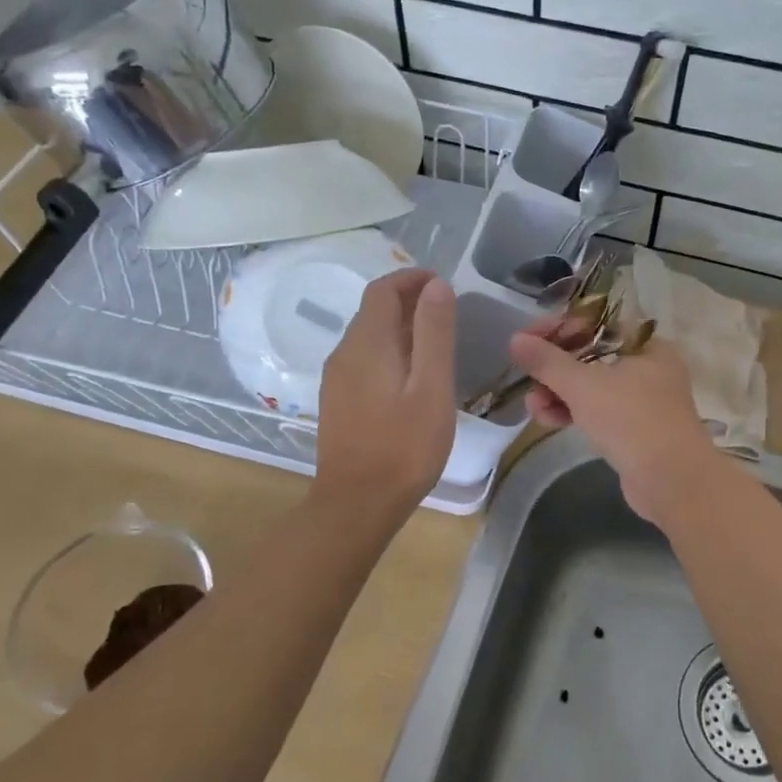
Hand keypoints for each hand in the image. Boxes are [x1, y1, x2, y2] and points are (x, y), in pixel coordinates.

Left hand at [316, 269, 456, 516]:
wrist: (357, 503)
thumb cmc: (404, 446)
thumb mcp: (431, 387)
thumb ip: (434, 333)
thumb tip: (436, 285)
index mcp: (367, 343)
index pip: (383, 290)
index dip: (411, 278)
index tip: (442, 283)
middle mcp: (344, 353)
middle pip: (373, 310)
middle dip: (407, 300)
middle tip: (446, 311)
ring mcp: (336, 379)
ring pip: (367, 336)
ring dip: (398, 326)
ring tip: (434, 341)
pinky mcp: (337, 401)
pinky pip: (363, 360)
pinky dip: (388, 350)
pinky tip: (410, 375)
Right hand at [508, 320, 716, 523]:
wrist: (673, 482)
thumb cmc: (632, 421)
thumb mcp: (584, 386)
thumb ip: (548, 362)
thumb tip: (516, 339)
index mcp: (646, 346)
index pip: (596, 324)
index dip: (558, 329)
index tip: (526, 341)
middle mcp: (648, 368)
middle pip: (590, 356)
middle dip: (554, 369)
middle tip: (527, 379)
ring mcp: (643, 401)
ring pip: (592, 387)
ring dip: (558, 393)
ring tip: (533, 407)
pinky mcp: (635, 430)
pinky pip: (598, 411)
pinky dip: (574, 412)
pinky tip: (548, 421)